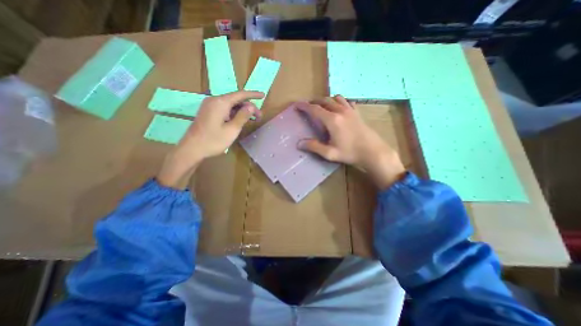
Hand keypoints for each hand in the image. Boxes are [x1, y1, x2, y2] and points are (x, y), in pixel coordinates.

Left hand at [155, 90, 261, 187]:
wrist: (192, 149)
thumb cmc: (213, 140)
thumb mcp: (232, 130)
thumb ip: (243, 116)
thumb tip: (251, 106)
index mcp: (220, 102)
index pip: (240, 94)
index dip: (253, 94)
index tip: (263, 95)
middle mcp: (214, 100)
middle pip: (236, 99)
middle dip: (249, 106)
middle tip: (259, 117)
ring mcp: (210, 106)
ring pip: (230, 104)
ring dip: (242, 110)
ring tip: (252, 119)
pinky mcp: (208, 112)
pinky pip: (224, 109)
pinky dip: (234, 113)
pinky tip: (240, 119)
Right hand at [297, 96, 405, 189]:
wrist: (373, 152)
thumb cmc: (350, 153)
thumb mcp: (330, 153)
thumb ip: (314, 147)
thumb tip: (299, 143)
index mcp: (332, 120)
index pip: (314, 109)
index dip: (304, 106)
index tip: (297, 105)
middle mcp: (340, 111)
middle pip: (324, 101)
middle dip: (314, 101)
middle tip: (308, 106)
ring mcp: (350, 110)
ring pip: (335, 98)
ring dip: (326, 100)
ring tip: (322, 106)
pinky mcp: (357, 113)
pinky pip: (346, 102)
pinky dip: (339, 102)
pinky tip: (339, 108)